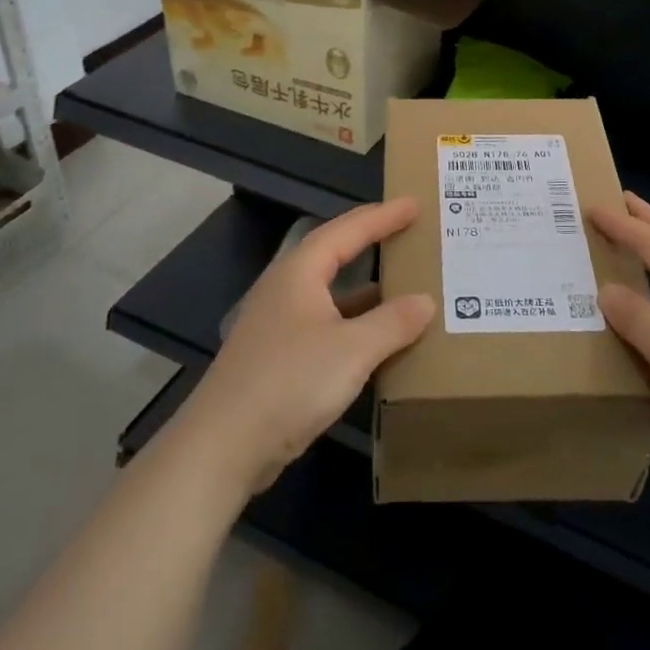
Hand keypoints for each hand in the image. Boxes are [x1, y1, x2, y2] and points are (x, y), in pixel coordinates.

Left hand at [176, 199, 434, 496]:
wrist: (222, 446)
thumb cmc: (289, 382)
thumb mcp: (352, 350)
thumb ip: (393, 323)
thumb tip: (426, 301)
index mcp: (300, 272)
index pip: (348, 230)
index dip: (383, 217)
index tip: (415, 204)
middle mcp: (287, 288)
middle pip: (335, 254)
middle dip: (372, 243)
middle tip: (409, 232)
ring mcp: (279, 324)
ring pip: (331, 294)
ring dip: (366, 290)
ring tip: (404, 285)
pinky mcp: (277, 357)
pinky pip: (326, 325)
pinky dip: (354, 324)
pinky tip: (377, 341)